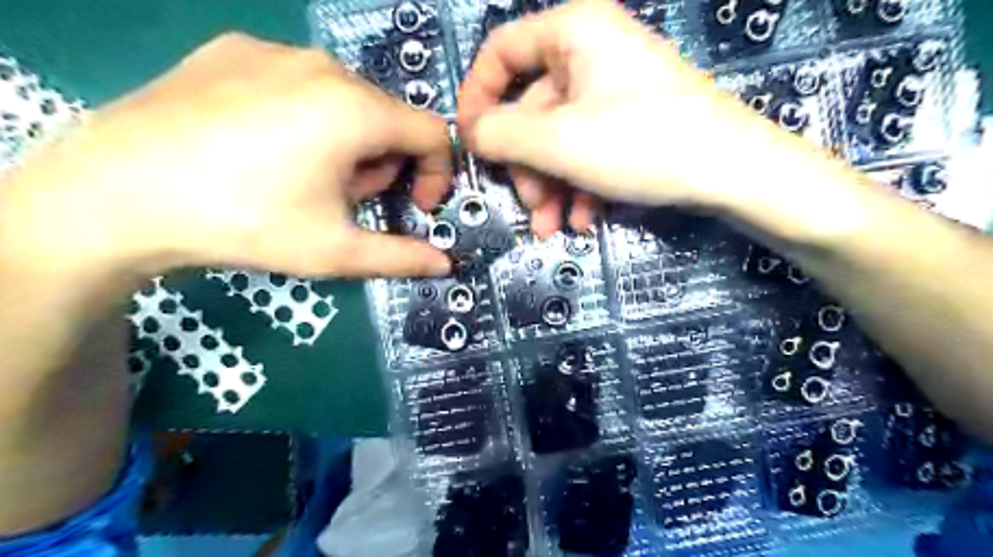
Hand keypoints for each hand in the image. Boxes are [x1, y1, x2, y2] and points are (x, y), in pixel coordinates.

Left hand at [0, 33, 452, 279]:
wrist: (116, 195)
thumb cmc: (245, 223)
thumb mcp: (335, 250)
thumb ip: (401, 257)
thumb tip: (445, 265)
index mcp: (355, 110)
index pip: (431, 133)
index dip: (435, 174)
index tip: (414, 207)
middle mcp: (323, 66)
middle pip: (387, 118)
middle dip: (383, 165)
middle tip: (346, 201)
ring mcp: (273, 51)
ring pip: (345, 99)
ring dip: (348, 143)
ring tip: (304, 177)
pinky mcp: (232, 49)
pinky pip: (298, 83)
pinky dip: (306, 118)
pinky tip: (265, 148)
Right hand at [457, 0, 783, 235]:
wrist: (734, 173)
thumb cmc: (642, 143)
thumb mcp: (558, 141)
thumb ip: (500, 134)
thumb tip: (470, 133)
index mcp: (573, 32)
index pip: (501, 53)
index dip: (477, 98)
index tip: (470, 144)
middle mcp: (591, 52)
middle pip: (531, 109)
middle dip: (525, 166)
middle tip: (529, 205)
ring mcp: (613, 91)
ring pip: (558, 138)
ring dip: (549, 186)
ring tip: (552, 225)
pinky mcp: (630, 123)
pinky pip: (587, 150)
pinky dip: (579, 186)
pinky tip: (585, 219)